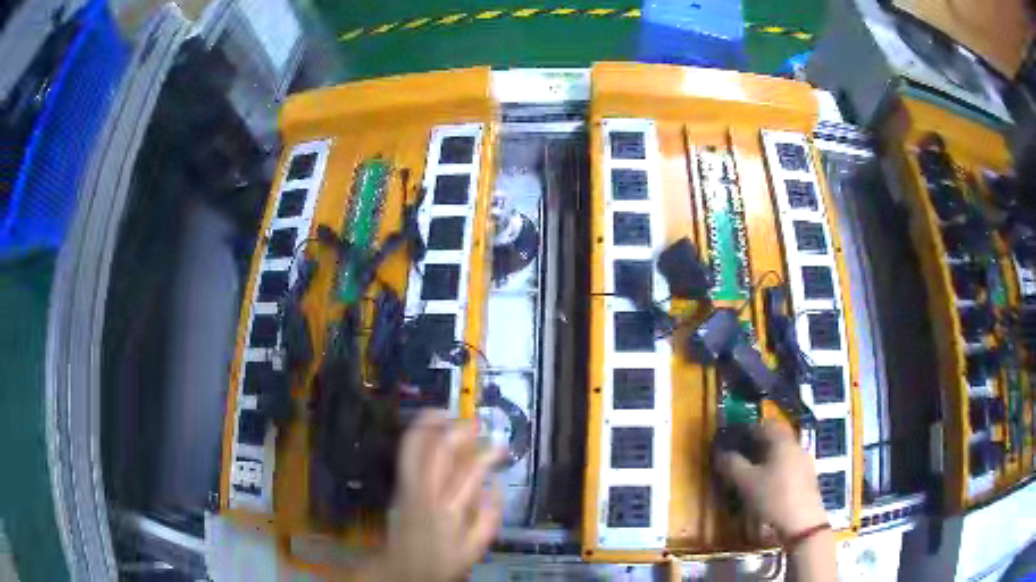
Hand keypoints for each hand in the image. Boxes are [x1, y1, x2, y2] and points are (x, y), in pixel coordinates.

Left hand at [362, 411, 504, 581]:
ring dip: (430, 424)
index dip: (487, 454)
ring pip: (414, 444)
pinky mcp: (398, 484)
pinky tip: (430, 429)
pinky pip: (406, 451)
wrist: (400, 568)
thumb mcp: (474, 549)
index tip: (499, 447)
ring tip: (448, 414)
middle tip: (475, 424)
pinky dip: (417, 433)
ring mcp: (407, 485)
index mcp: (449, 511)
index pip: (470, 471)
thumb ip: (489, 518)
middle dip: (459, 430)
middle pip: (437, 449)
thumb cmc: (441, 561)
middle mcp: (425, 492)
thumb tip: (497, 485)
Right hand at [714, 420, 827, 535]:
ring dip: (765, 458)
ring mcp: (804, 462)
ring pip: (781, 453)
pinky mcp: (806, 478)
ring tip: (750, 472)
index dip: (745, 429)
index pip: (762, 425)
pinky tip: (766, 485)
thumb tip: (720, 452)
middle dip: (755, 444)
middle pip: (774, 438)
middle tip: (738, 455)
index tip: (731, 438)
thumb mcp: (746, 482)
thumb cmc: (773, 497)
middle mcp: (795, 446)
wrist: (802, 523)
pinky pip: (787, 466)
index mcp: (781, 441)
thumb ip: (731, 465)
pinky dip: (775, 469)